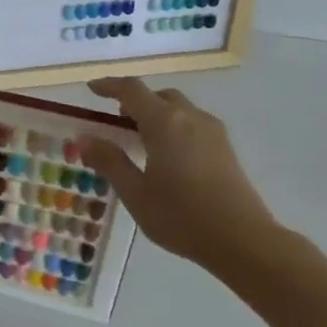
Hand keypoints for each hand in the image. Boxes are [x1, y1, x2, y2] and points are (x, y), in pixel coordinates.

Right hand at [78, 77, 279, 274]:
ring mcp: (213, 131)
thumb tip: (84, 138)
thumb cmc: (181, 216)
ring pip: (179, 109)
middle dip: (135, 101)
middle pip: (159, 96)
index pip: (132, 90)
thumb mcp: (135, 192)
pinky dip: (173, 126)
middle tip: (115, 120)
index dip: (109, 86)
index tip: (91, 89)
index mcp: (165, 122)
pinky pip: (192, 123)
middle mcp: (190, 118)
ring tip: (139, 138)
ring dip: (156, 113)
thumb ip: (109, 161)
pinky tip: (166, 154)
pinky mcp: (225, 148)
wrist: (243, 240)